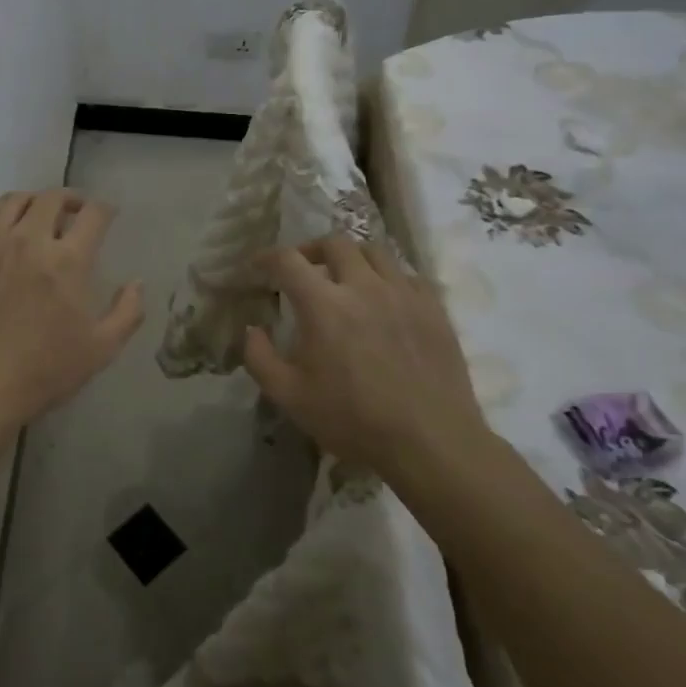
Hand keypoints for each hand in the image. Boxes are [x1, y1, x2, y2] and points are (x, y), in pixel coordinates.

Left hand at [0, 189, 145, 429]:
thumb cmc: (42, 371)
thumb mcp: (100, 350)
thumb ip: (127, 313)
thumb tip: (136, 282)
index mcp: (67, 260)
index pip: (93, 214)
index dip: (105, 209)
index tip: (107, 215)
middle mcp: (28, 240)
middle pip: (51, 198)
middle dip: (69, 199)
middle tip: (73, 212)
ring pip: (11, 201)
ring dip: (30, 203)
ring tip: (35, 217)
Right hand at [242, 237, 486, 474]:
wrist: (431, 443)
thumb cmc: (353, 420)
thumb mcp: (289, 396)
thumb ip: (259, 357)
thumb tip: (251, 329)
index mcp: (323, 305)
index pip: (288, 260)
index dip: (267, 257)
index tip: (258, 266)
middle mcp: (364, 287)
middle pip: (334, 243)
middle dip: (311, 250)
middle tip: (302, 269)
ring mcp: (404, 294)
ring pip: (375, 251)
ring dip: (351, 257)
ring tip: (344, 277)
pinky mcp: (434, 308)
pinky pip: (408, 275)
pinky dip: (388, 277)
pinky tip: (383, 299)